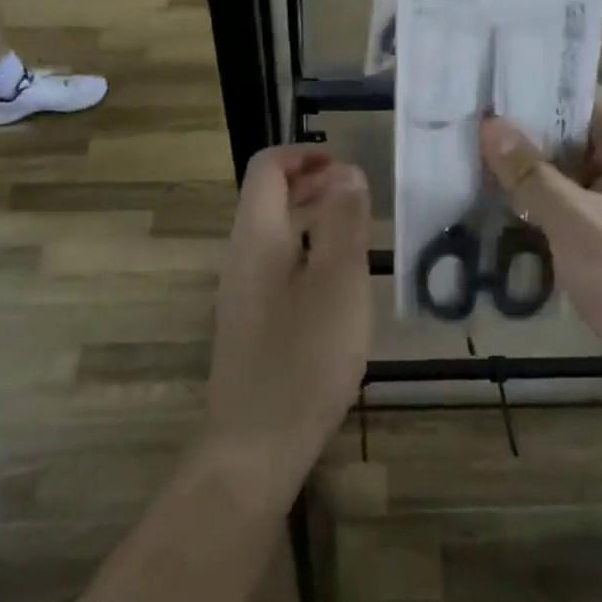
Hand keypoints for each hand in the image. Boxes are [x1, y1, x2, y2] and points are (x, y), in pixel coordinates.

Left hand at [203, 145, 371, 499]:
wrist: (254, 447)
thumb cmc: (303, 358)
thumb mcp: (338, 283)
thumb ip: (344, 222)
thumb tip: (348, 172)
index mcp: (257, 235)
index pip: (267, 168)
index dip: (304, 154)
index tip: (346, 164)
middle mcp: (243, 253)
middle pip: (269, 196)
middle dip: (312, 181)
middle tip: (358, 190)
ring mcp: (244, 289)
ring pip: (275, 230)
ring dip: (312, 214)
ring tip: (356, 223)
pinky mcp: (253, 319)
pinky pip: (278, 262)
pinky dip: (308, 247)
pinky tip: (339, 274)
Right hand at [479, 89, 601, 400]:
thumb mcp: (579, 222)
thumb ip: (532, 174)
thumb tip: (489, 124)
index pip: (582, 98)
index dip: (537, 86)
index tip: (486, 81)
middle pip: (566, 135)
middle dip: (518, 131)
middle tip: (461, 120)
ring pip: (560, 175)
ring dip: (521, 171)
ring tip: (463, 156)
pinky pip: (561, 209)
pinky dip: (531, 206)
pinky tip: (488, 205)